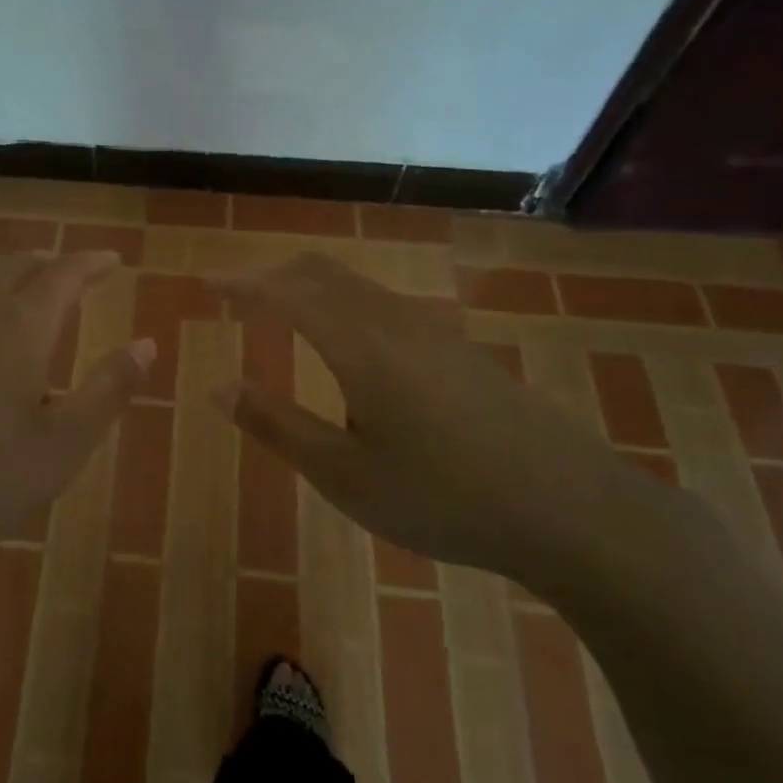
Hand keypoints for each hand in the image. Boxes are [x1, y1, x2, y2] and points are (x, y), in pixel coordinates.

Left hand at [0, 250, 153, 599]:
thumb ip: (109, 389)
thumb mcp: (64, 445)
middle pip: (16, 266)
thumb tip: (146, 344)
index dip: (91, 262)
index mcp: (18, 328)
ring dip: (9, 281)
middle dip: (50, 264)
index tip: (112, 260)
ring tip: (27, 301)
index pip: (63, 273)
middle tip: (74, 276)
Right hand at [215, 254, 637, 588]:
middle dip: (272, 275)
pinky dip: (342, 304)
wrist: (574, 510)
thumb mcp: (345, 475)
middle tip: (238, 295)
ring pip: (355, 285)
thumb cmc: (444, 497)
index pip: (286, 291)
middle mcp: (392, 320)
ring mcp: (432, 331)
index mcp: (358, 343)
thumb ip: (277, 425)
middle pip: (321, 272)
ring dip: (309, 287)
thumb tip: (218, 387)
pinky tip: (348, 344)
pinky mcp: (458, 349)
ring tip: (282, 312)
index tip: (208, 284)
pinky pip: (383, 304)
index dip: (242, 283)